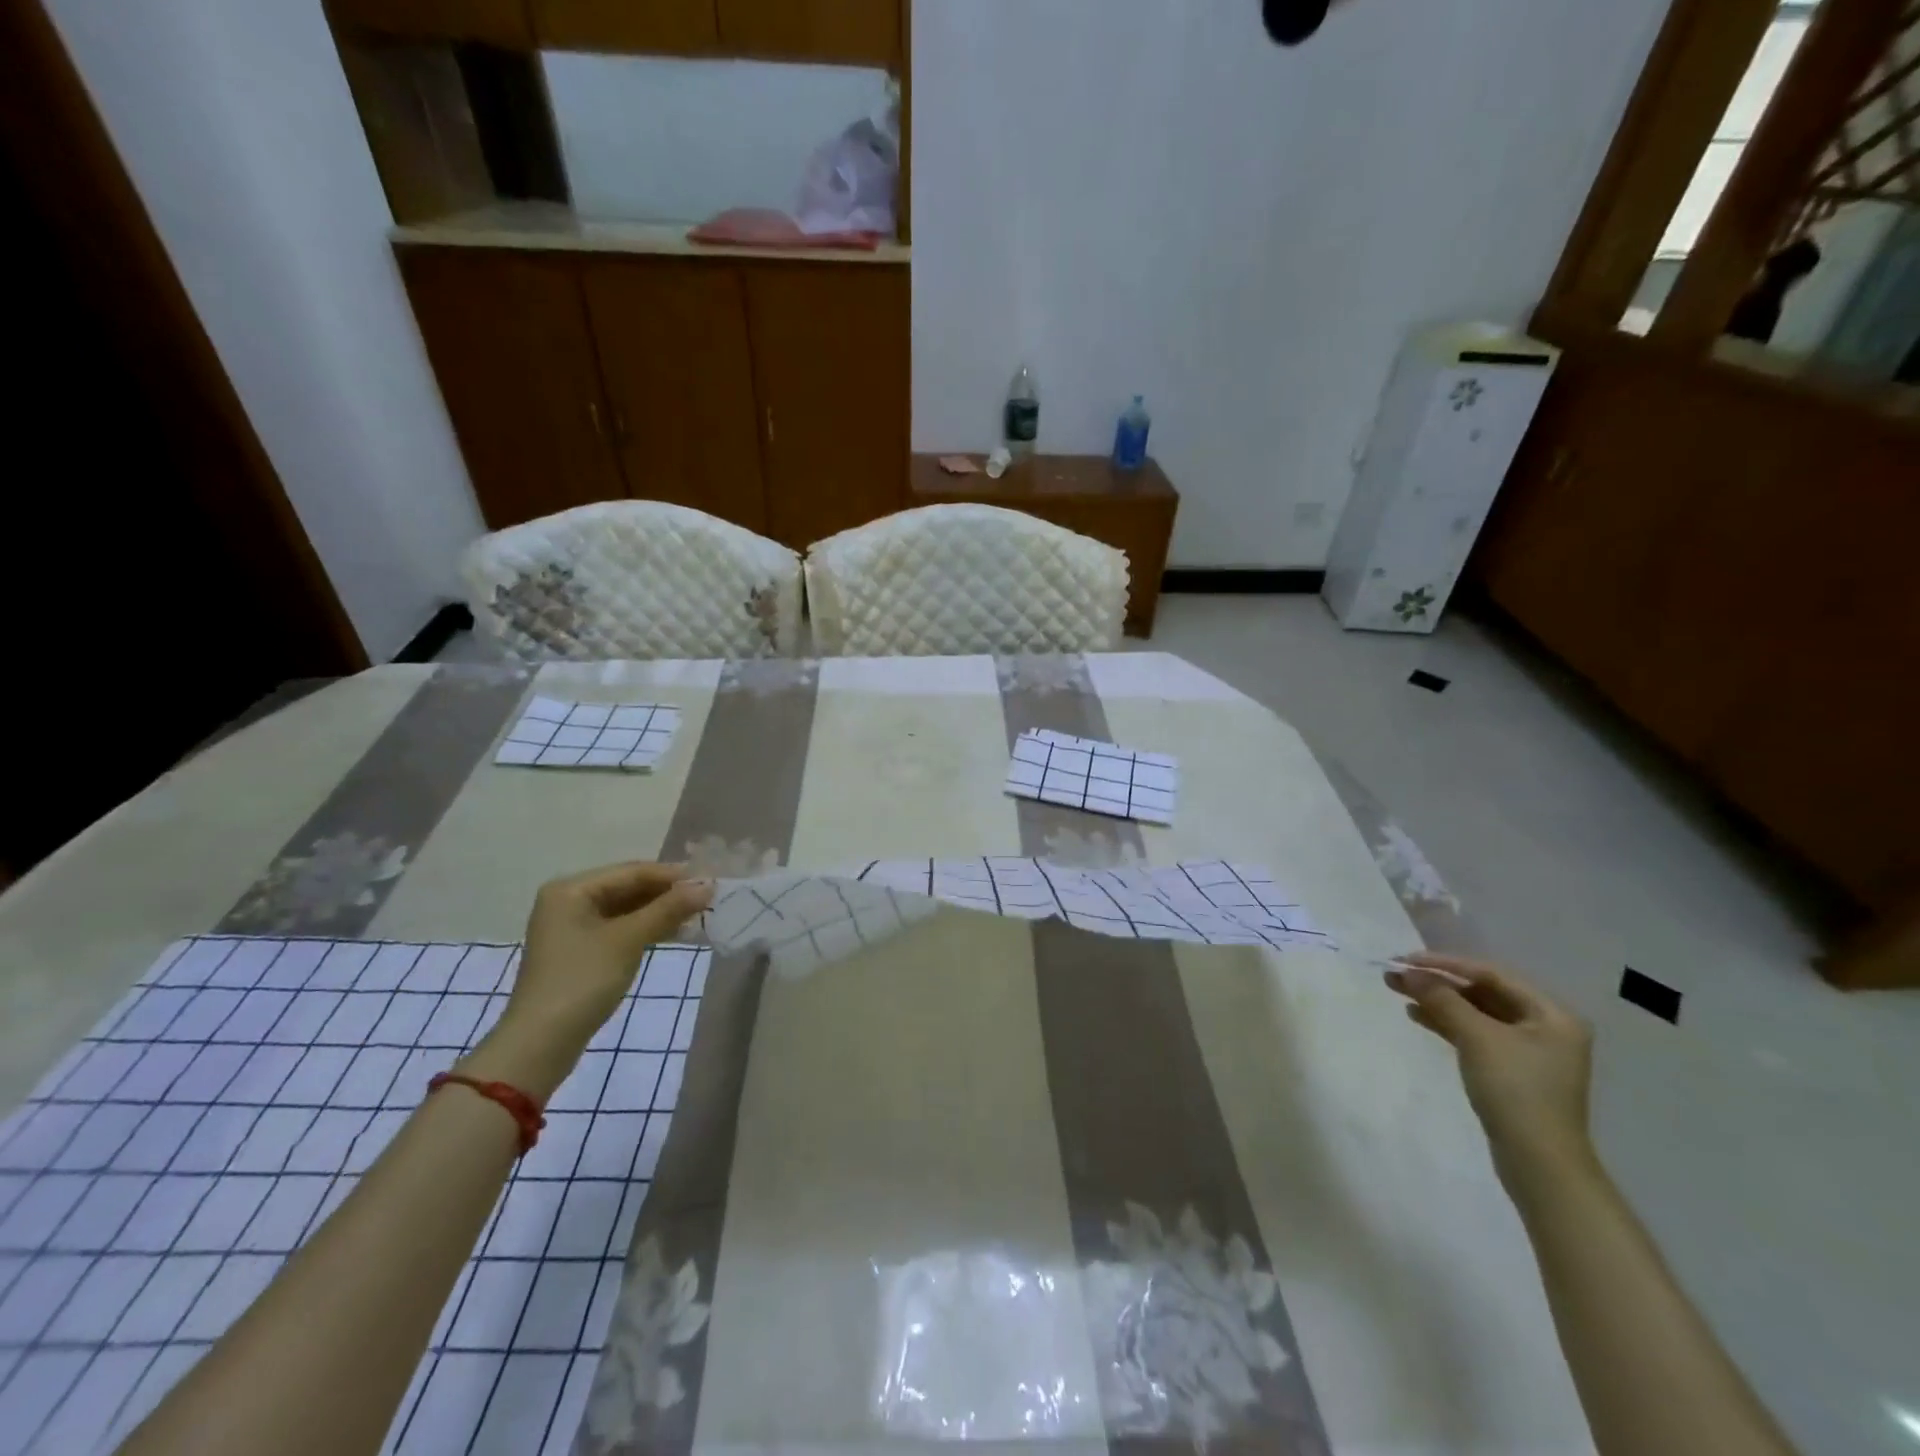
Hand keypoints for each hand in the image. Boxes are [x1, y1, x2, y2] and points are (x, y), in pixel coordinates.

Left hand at [462, 863, 713, 1100]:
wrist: (540, 1043)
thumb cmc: (582, 981)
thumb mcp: (629, 940)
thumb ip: (668, 909)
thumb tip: (707, 885)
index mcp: (571, 889)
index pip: (632, 872)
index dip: (672, 875)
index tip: (710, 880)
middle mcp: (569, 901)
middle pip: (628, 888)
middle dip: (667, 894)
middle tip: (708, 898)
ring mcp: (573, 928)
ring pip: (626, 910)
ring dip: (661, 912)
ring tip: (698, 915)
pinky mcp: (580, 951)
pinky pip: (620, 929)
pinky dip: (647, 929)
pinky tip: (675, 933)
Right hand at [1385, 952, 1595, 1189]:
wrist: (1539, 1163)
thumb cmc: (1515, 1090)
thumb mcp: (1477, 1038)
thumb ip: (1442, 999)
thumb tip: (1409, 972)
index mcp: (1551, 1014)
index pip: (1490, 974)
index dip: (1445, 964)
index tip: (1405, 960)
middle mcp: (1545, 1027)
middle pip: (1482, 992)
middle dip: (1438, 983)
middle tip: (1395, 976)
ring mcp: (1529, 1051)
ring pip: (1475, 1013)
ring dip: (1438, 1001)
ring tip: (1398, 992)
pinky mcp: (1512, 1071)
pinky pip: (1475, 1034)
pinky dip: (1447, 1023)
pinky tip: (1418, 1017)